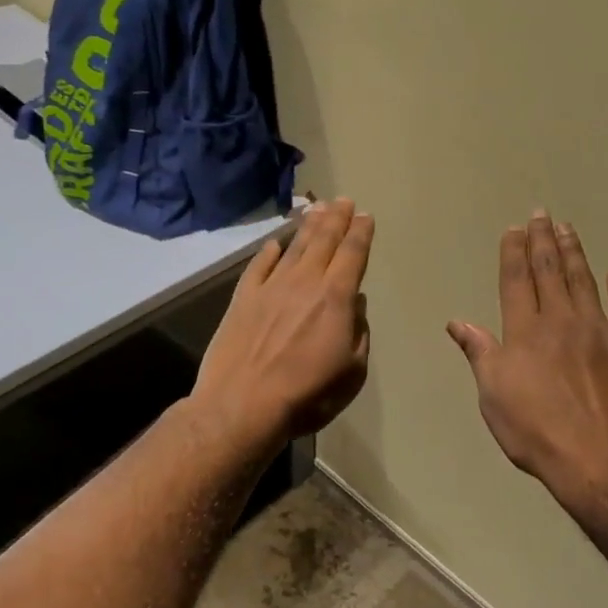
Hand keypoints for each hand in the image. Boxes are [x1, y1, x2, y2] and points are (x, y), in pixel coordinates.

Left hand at [195, 198, 373, 449]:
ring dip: (308, 226)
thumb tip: (357, 306)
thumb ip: (359, 334)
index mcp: (336, 298)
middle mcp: (304, 283)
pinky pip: (259, 266)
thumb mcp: (352, 372)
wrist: (242, 407)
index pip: (352, 254)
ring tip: (317, 209)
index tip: (365, 216)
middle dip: (337, 218)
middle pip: (324, 241)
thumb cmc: (307, 395)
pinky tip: (275, 242)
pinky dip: (269, 251)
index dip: (361, 233)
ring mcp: (270, 288)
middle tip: (344, 200)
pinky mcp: (243, 299)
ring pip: (293, 247)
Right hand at [447, 211, 607, 504]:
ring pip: (583, 280)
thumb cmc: (535, 430)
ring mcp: (597, 330)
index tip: (514, 229)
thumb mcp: (493, 395)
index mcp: (524, 330)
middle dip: (543, 240)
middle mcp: (560, 320)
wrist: (597, 458)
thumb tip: (457, 322)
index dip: (513, 252)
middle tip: (541, 214)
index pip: (516, 280)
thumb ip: (479, 352)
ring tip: (568, 228)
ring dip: (574, 252)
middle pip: (549, 270)